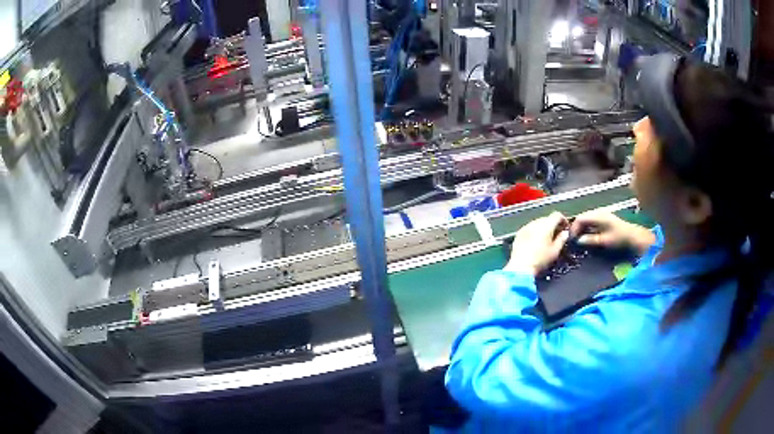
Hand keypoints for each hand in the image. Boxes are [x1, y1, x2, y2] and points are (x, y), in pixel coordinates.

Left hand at [504, 212, 569, 275]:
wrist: (521, 267)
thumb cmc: (540, 260)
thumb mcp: (555, 251)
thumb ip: (562, 239)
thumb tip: (565, 233)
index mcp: (546, 224)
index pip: (557, 215)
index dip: (563, 220)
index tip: (565, 228)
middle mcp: (536, 222)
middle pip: (547, 218)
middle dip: (553, 225)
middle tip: (557, 235)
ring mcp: (526, 227)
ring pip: (538, 223)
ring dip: (544, 228)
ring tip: (547, 239)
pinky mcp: (519, 233)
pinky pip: (530, 229)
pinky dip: (534, 232)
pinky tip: (535, 242)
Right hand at [570, 210, 655, 253]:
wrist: (632, 235)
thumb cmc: (618, 238)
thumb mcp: (604, 241)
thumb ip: (590, 240)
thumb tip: (578, 240)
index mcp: (597, 216)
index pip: (580, 218)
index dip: (574, 228)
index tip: (571, 239)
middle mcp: (598, 212)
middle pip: (582, 217)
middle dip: (577, 227)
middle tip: (574, 239)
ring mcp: (602, 213)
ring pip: (586, 218)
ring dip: (582, 227)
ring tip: (580, 238)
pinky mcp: (604, 216)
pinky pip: (591, 219)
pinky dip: (587, 226)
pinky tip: (588, 234)